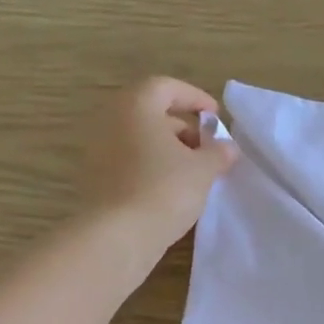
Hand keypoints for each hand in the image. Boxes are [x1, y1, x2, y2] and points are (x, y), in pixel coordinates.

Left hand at [80, 77, 237, 247]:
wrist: (118, 236)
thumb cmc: (164, 189)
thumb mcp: (203, 170)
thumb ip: (219, 153)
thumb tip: (227, 147)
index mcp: (135, 107)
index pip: (166, 87)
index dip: (194, 98)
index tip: (215, 117)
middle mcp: (111, 121)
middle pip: (150, 114)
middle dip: (183, 128)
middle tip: (207, 149)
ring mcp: (99, 151)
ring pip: (139, 140)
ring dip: (167, 151)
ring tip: (194, 174)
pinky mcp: (96, 179)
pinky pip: (129, 163)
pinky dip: (151, 168)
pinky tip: (172, 190)